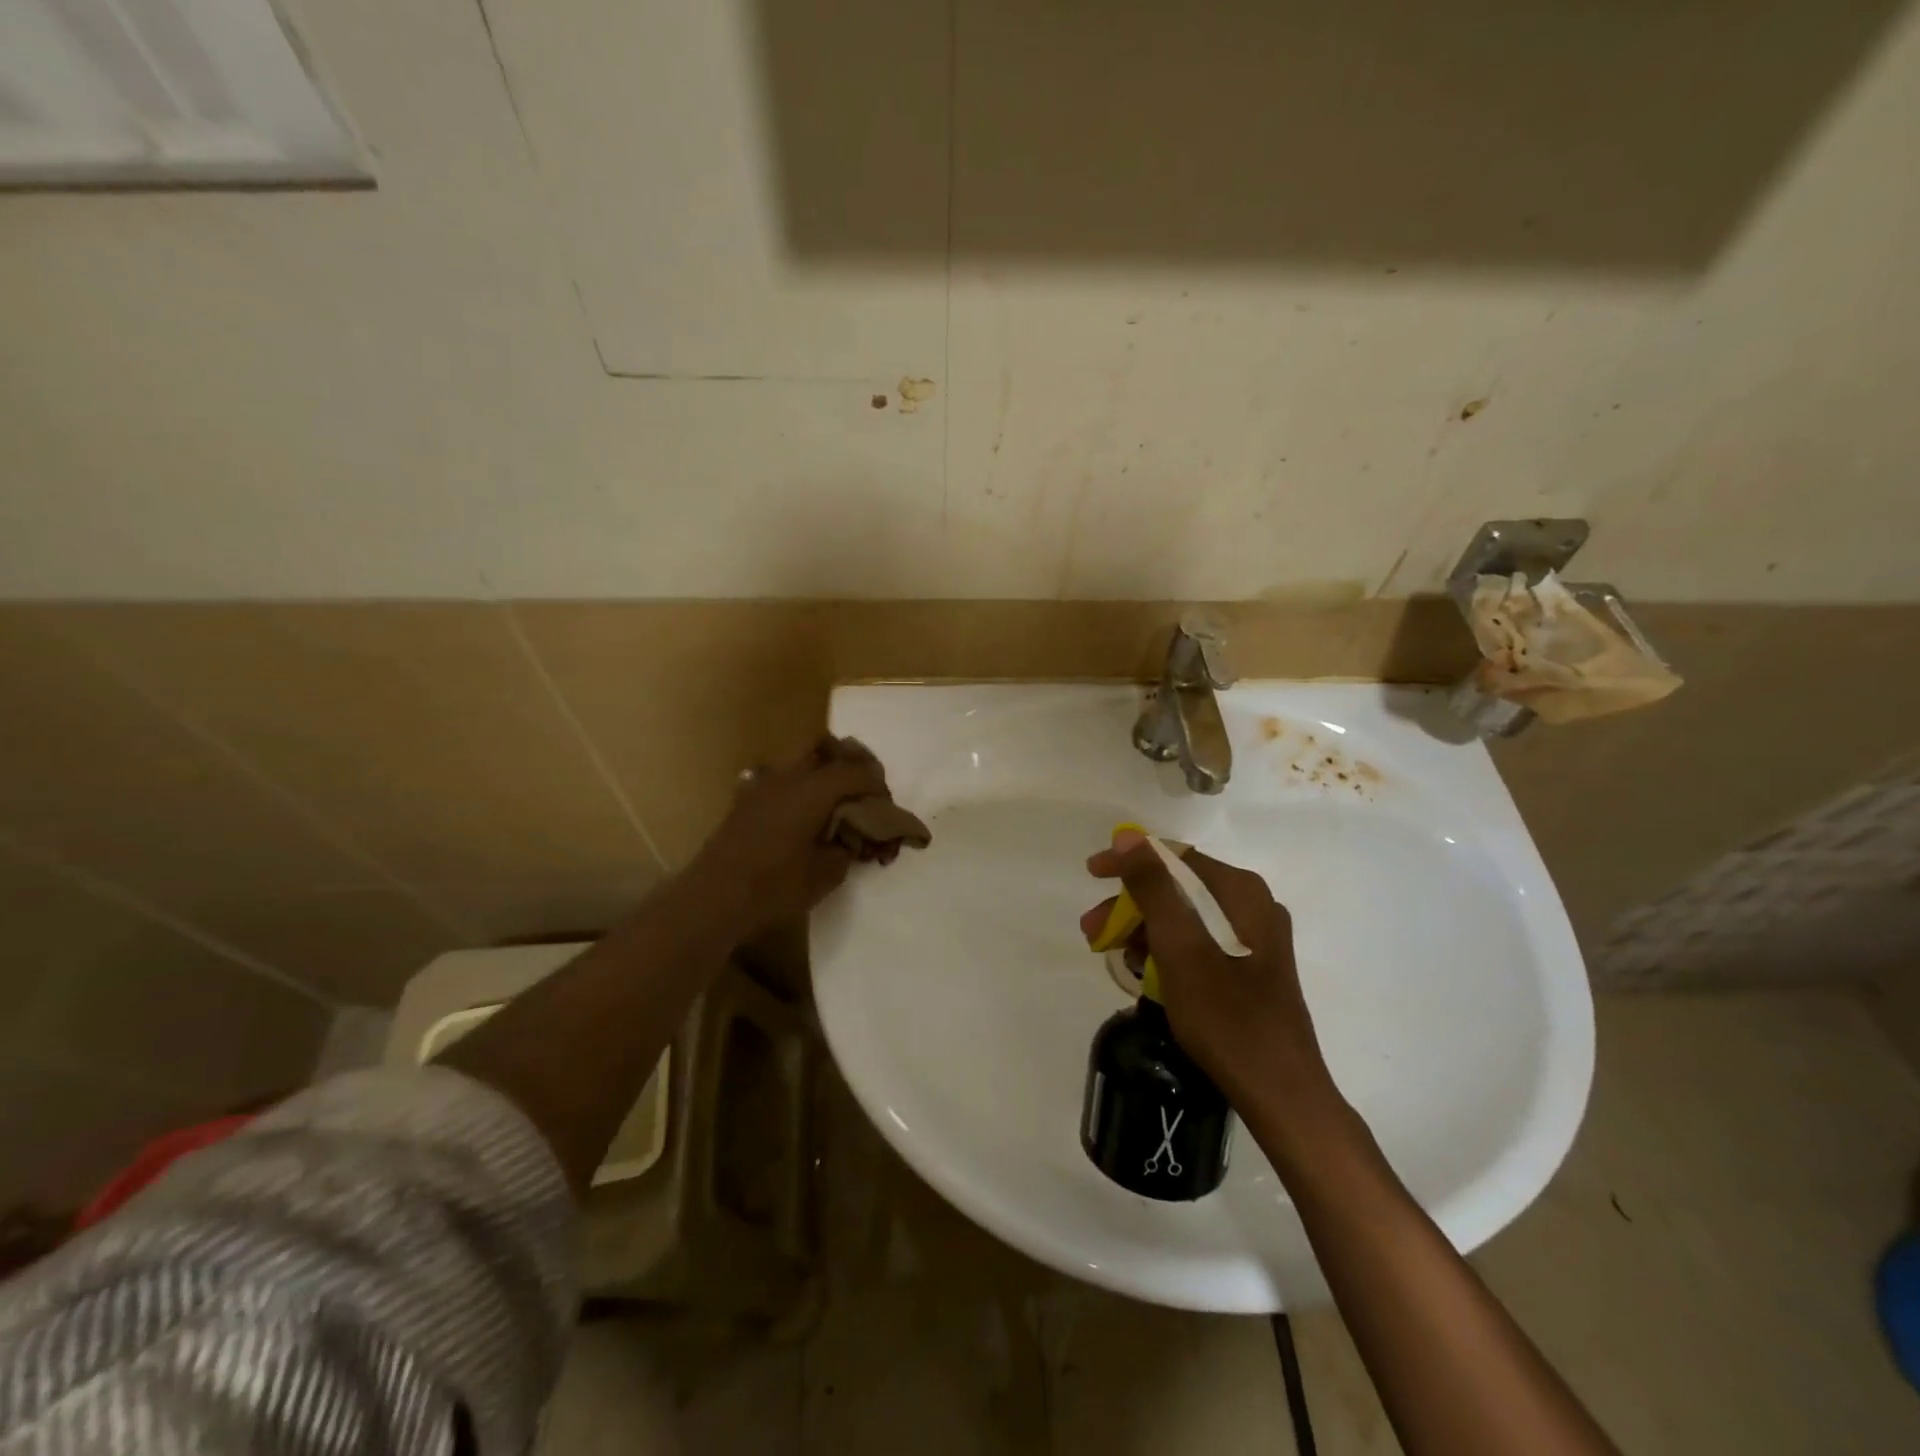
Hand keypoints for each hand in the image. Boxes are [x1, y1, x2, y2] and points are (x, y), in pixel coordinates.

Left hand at [686, 736, 891, 933]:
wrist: (713, 898)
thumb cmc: (775, 886)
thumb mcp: (827, 874)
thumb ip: (847, 848)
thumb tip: (850, 839)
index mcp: (813, 789)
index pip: (857, 772)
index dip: (877, 786)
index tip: (886, 807)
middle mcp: (788, 776)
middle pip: (827, 747)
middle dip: (851, 762)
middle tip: (863, 789)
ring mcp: (762, 784)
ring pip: (800, 758)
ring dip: (823, 771)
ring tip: (835, 802)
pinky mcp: (745, 799)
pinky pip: (781, 778)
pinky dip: (800, 786)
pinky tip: (803, 814)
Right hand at [1080, 828, 1330, 1106]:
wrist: (1281, 1093)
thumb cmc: (1226, 1016)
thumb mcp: (1179, 948)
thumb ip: (1153, 888)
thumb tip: (1128, 836)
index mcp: (1241, 892)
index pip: (1174, 857)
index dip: (1128, 862)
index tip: (1091, 874)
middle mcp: (1252, 905)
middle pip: (1179, 887)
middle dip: (1131, 904)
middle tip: (1092, 929)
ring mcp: (1255, 938)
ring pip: (1187, 916)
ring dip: (1144, 929)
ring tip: (1111, 954)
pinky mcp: (1252, 966)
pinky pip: (1200, 941)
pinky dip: (1168, 949)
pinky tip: (1144, 970)